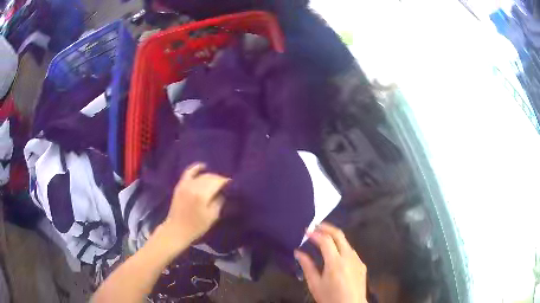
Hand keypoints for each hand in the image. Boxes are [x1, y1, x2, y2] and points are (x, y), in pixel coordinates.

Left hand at [161, 163, 229, 245]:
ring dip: (211, 176)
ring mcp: (186, 184)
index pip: (218, 182)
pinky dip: (196, 168)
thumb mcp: (212, 216)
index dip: (226, 182)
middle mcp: (194, 186)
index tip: (232, 185)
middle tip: (225, 185)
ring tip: (216, 181)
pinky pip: (189, 172)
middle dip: (219, 179)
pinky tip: (203, 166)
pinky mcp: (180, 185)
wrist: (177, 229)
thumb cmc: (197, 226)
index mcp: (203, 194)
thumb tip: (223, 192)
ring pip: (202, 175)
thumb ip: (219, 201)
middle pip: (210, 177)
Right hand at [295, 222, 367, 302]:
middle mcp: (349, 257)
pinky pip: (351, 251)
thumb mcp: (315, 284)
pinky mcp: (362, 264)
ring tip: (322, 238)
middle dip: (327, 227)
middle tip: (315, 226)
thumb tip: (298, 252)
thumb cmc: (330, 298)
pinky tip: (335, 253)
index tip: (306, 231)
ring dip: (334, 237)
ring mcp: (357, 260)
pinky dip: (341, 247)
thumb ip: (307, 266)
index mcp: (336, 262)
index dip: (315, 233)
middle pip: (339, 235)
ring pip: (346, 242)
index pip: (326, 240)